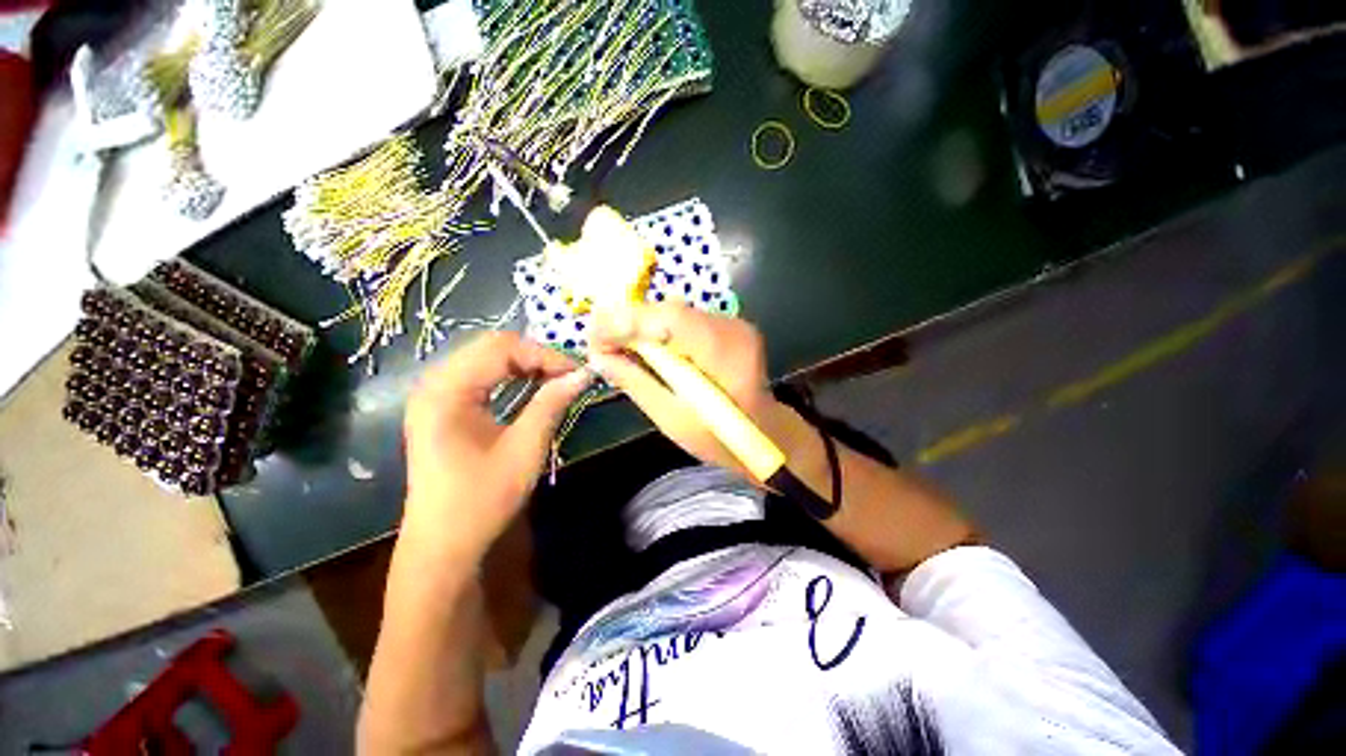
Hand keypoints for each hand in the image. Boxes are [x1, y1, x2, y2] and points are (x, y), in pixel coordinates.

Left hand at [401, 332, 591, 563]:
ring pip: (487, 357)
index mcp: (446, 391)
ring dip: (525, 363)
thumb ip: (551, 404)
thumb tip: (583, 374)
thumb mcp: (524, 449)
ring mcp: (435, 394)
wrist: (443, 545)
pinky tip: (530, 387)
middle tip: (569, 374)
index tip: (578, 372)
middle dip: (536, 355)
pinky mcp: (442, 406)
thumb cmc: (482, 500)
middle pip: (492, 346)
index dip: (545, 355)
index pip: (502, 349)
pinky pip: (481, 374)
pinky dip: (511, 375)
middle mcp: (434, 383)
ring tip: (555, 379)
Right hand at [589, 303, 795, 476]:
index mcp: (726, 355)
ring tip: (612, 344)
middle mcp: (733, 329)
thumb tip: (599, 357)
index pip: (673, 320)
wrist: (766, 434)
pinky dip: (657, 330)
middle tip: (596, 342)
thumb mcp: (673, 419)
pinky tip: (640, 345)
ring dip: (640, 326)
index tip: (593, 337)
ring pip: (674, 313)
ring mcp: (733, 324)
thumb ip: (637, 383)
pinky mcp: (726, 327)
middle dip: (628, 323)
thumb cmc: (722, 439)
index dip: (629, 322)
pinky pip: (683, 321)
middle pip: (670, 311)